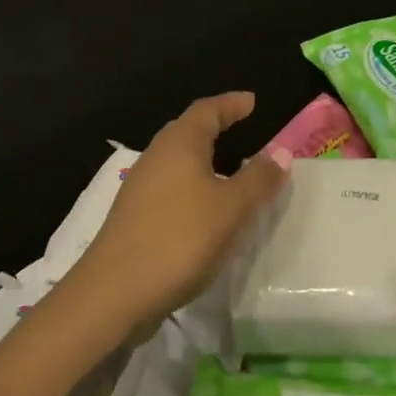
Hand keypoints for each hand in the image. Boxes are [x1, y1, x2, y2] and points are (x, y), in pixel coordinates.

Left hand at [63, 92, 290, 329]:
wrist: (114, 293)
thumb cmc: (179, 238)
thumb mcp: (230, 208)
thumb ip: (258, 179)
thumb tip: (281, 151)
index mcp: (179, 144)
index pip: (207, 110)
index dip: (231, 104)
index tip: (252, 101)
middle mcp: (156, 156)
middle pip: (188, 130)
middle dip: (215, 125)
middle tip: (242, 127)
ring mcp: (141, 187)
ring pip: (178, 160)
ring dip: (204, 158)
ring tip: (230, 167)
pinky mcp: (135, 215)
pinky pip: (171, 186)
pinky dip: (193, 185)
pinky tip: (205, 207)